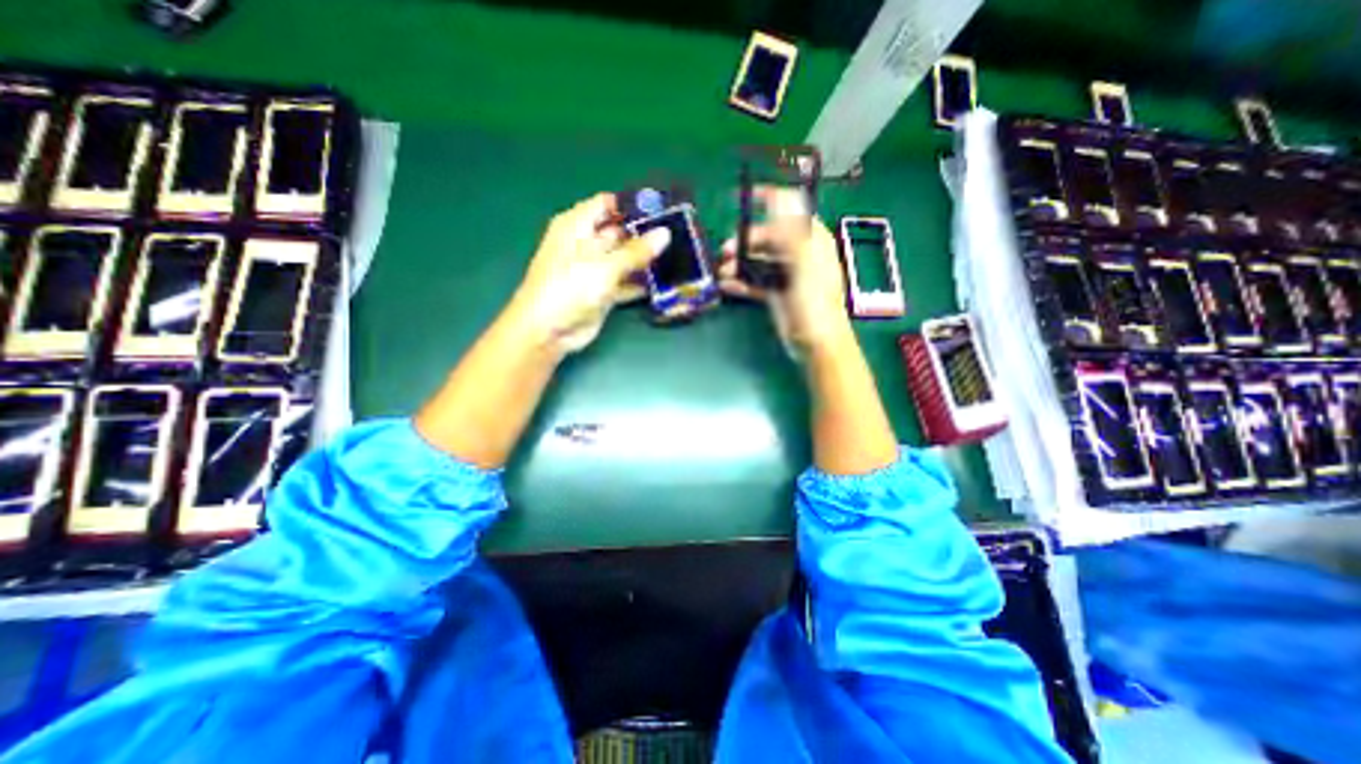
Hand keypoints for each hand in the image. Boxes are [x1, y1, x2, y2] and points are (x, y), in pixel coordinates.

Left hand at [511, 195, 668, 355]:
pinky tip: (665, 282)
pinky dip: (641, 283)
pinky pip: (626, 282)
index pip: (607, 204)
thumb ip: (636, 251)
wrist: (548, 331)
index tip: (663, 208)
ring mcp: (595, 269)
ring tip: (679, 256)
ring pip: (625, 258)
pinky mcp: (603, 291)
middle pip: (620, 232)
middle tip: (680, 234)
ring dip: (647, 260)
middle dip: (646, 233)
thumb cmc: (569, 289)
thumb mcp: (604, 266)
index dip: (632, 205)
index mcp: (577, 226)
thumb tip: (664, 234)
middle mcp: (587, 243)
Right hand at [713, 184, 848, 361]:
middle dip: (746, 241)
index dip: (771, 200)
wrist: (815, 342)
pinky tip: (726, 285)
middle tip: (726, 251)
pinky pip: (755, 281)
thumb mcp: (805, 262)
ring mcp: (786, 275)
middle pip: (768, 237)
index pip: (791, 211)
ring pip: (759, 260)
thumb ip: (792, 230)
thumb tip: (781, 196)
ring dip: (739, 263)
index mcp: (812, 241)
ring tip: (722, 271)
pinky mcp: (775, 293)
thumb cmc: (814, 301)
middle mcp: (799, 254)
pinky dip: (740, 281)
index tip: (746, 196)